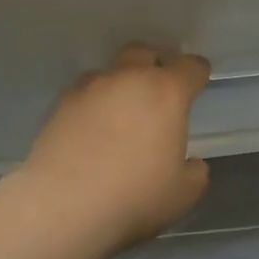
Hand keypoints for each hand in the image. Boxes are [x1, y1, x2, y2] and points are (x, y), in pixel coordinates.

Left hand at [17, 44, 211, 251]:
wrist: (63, 206)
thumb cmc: (135, 196)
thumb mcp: (183, 194)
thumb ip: (194, 172)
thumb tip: (191, 163)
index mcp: (166, 93)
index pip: (191, 67)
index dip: (198, 73)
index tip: (199, 81)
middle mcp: (128, 79)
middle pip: (144, 52)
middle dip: (155, 63)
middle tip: (160, 86)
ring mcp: (90, 89)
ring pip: (109, 71)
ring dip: (120, 83)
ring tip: (121, 110)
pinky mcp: (59, 106)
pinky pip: (83, 94)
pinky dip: (92, 104)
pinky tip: (91, 129)